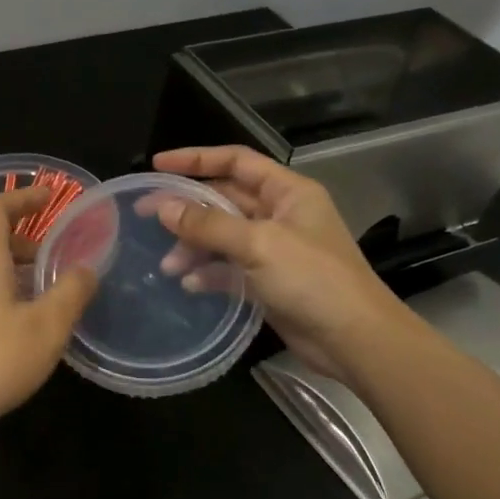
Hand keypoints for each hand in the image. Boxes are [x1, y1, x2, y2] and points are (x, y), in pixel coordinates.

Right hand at [150, 145, 405, 379]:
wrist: (353, 339)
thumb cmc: (313, 279)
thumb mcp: (258, 244)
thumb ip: (209, 224)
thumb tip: (164, 208)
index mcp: (288, 192)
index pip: (236, 161)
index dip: (197, 159)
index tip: (158, 165)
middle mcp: (281, 215)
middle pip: (225, 200)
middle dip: (188, 208)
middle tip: (146, 215)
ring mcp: (274, 250)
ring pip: (223, 237)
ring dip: (194, 246)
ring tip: (167, 264)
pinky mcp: (268, 282)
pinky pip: (229, 268)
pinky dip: (208, 273)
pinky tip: (188, 284)